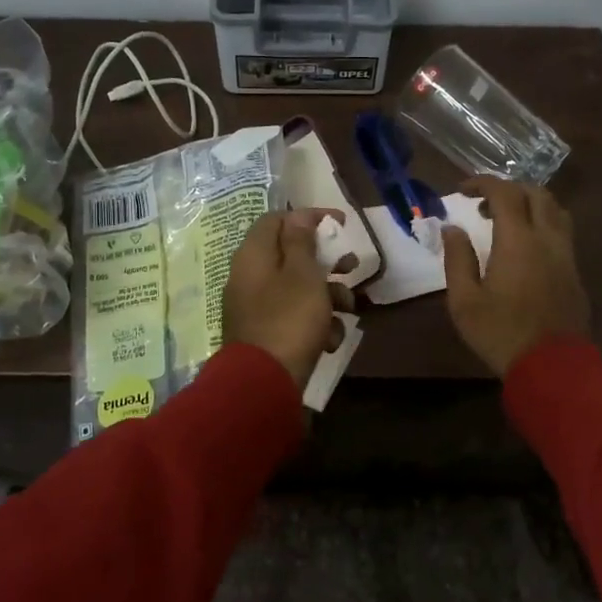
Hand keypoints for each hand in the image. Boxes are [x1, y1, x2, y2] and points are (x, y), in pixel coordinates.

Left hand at [222, 209, 340, 387]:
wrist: (264, 384)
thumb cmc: (289, 320)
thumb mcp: (302, 275)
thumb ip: (301, 242)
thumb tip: (298, 217)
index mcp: (253, 255)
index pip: (277, 220)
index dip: (309, 217)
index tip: (340, 224)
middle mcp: (250, 277)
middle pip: (291, 256)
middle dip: (327, 262)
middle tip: (352, 267)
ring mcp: (257, 308)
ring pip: (298, 289)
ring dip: (329, 296)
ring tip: (349, 310)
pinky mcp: (266, 335)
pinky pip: (294, 318)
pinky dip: (316, 325)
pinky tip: (330, 341)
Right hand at [443, 178, 589, 376]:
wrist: (552, 367)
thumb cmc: (500, 333)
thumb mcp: (464, 301)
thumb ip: (457, 259)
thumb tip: (453, 229)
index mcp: (518, 241)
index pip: (504, 193)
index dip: (482, 183)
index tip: (462, 190)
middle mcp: (547, 239)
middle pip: (536, 193)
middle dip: (508, 189)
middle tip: (483, 205)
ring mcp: (566, 255)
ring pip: (555, 210)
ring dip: (530, 204)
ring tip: (507, 221)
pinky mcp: (575, 273)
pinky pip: (562, 232)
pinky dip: (542, 223)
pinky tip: (525, 247)